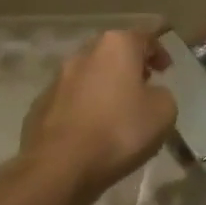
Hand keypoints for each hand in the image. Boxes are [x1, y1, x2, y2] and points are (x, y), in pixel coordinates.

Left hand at [11, 30, 176, 201]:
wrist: (58, 168)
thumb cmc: (119, 130)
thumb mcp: (164, 111)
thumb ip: (162, 94)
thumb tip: (150, 94)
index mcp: (116, 46)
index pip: (145, 37)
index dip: (159, 51)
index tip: (166, 70)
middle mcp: (84, 54)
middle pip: (113, 53)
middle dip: (129, 66)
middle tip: (144, 86)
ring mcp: (57, 80)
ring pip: (90, 75)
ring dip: (105, 87)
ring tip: (118, 112)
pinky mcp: (39, 106)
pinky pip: (71, 100)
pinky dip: (85, 107)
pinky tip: (93, 130)